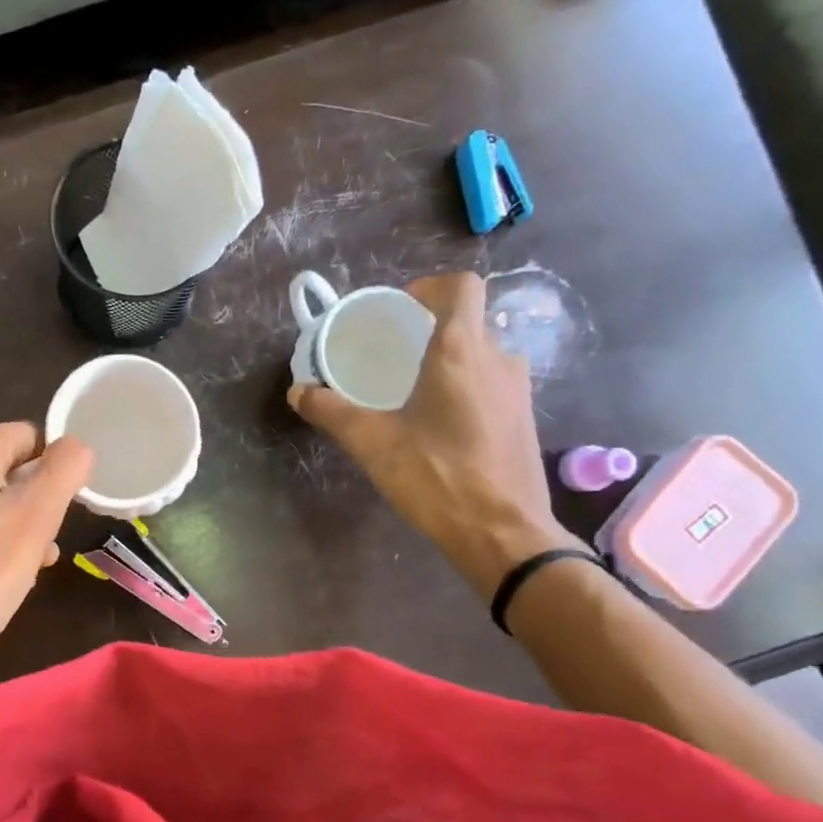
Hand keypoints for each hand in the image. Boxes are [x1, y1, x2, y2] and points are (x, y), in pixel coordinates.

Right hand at [290, 271, 583, 597]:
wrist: (503, 534)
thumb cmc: (437, 477)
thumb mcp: (372, 444)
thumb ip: (332, 411)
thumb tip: (299, 391)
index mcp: (461, 352)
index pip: (460, 287)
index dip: (430, 288)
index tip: (400, 310)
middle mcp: (497, 359)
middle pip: (468, 321)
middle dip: (430, 329)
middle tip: (393, 354)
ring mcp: (517, 389)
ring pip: (480, 354)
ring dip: (448, 360)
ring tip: (411, 389)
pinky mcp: (524, 417)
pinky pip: (490, 382)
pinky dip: (464, 385)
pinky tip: (438, 422)